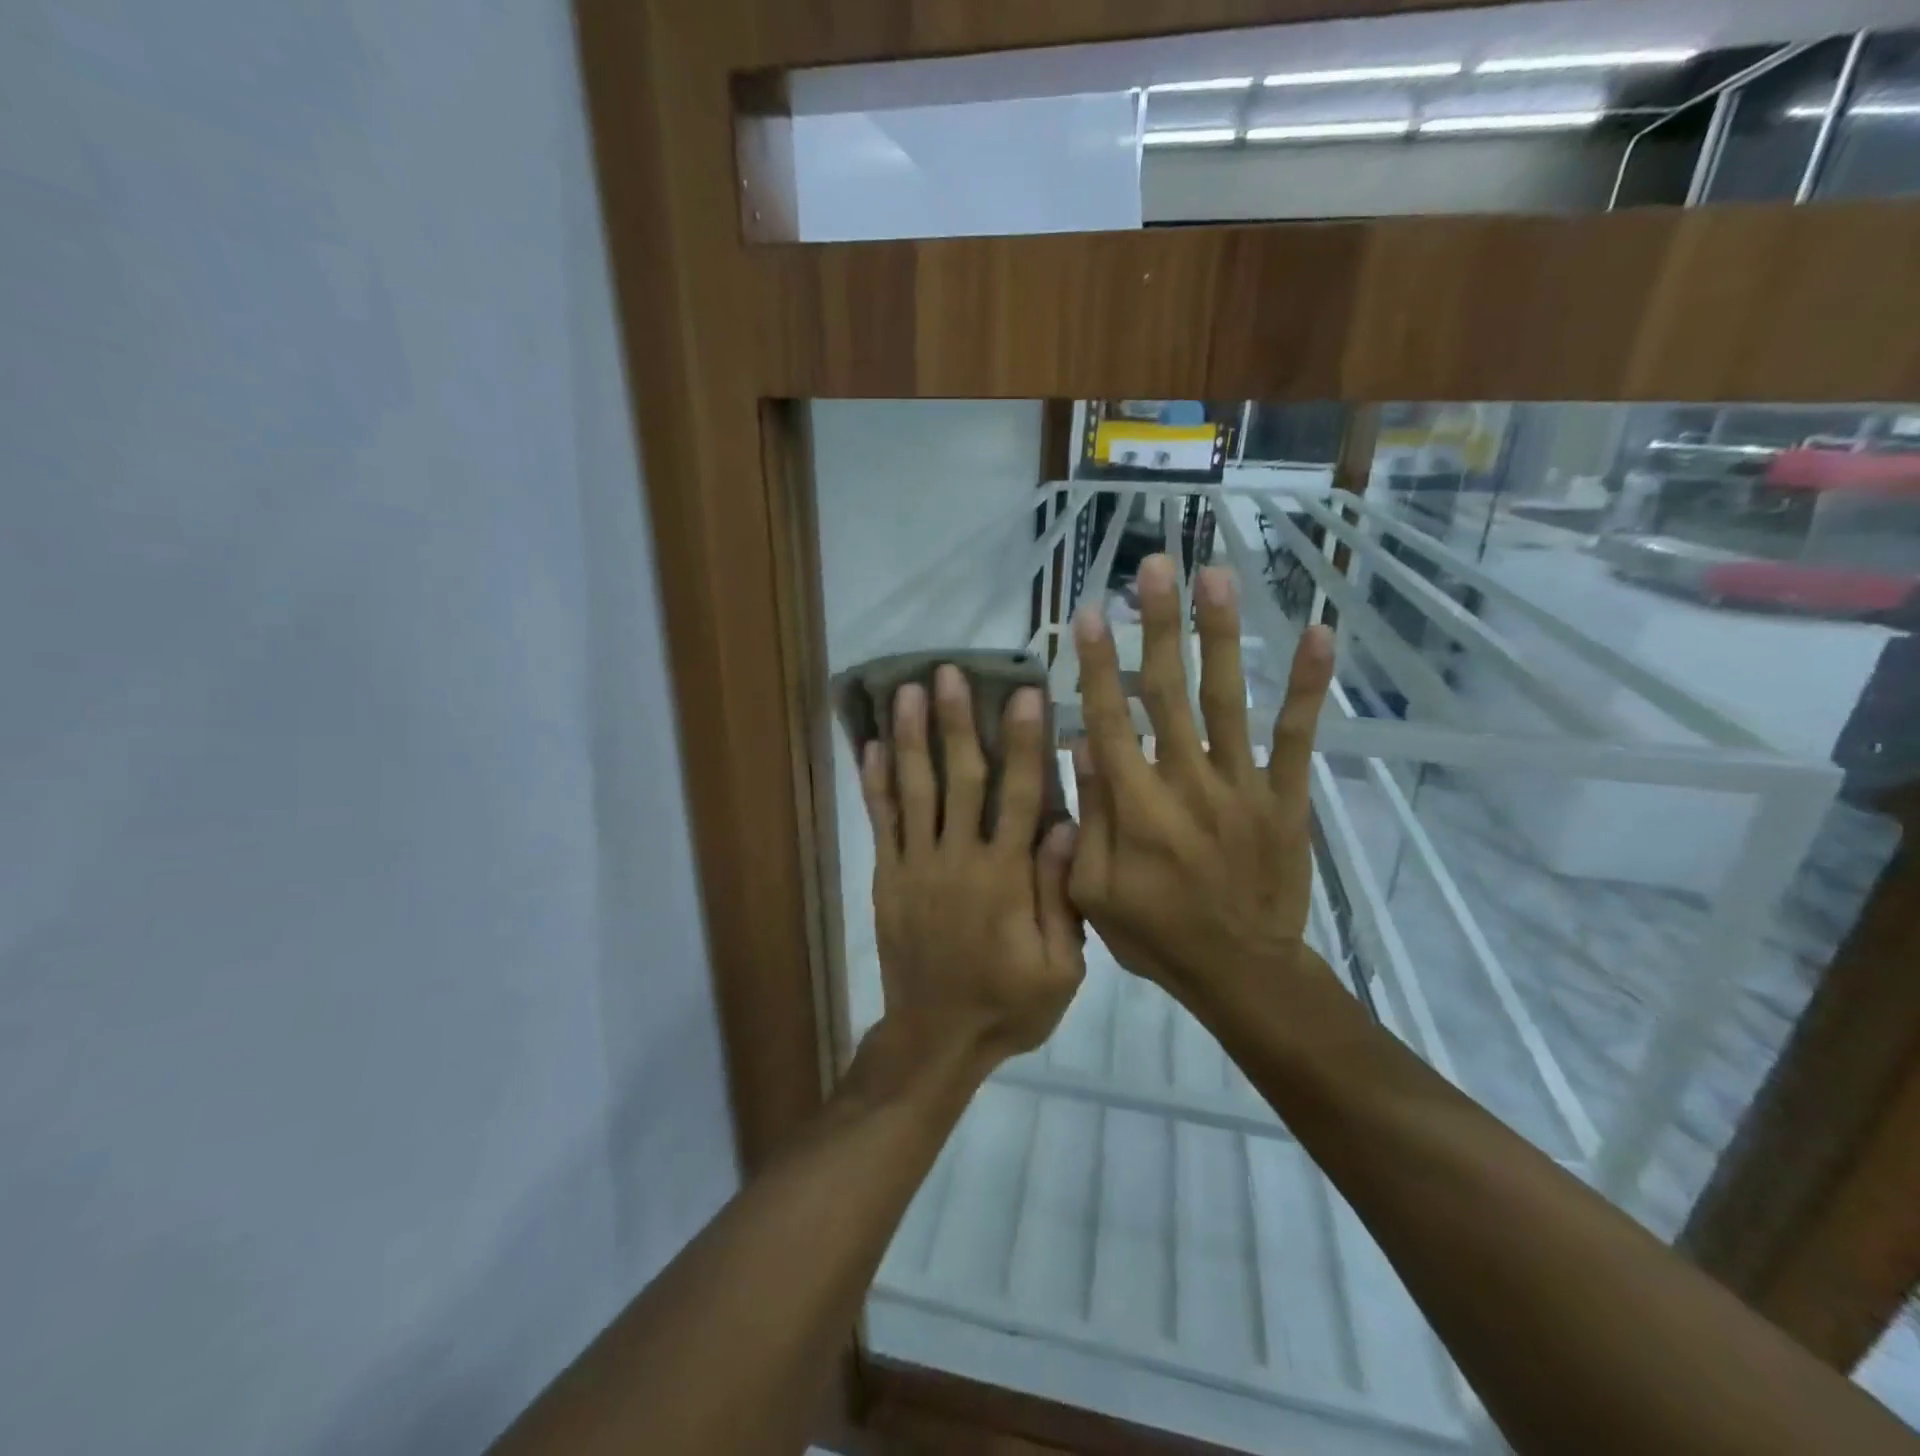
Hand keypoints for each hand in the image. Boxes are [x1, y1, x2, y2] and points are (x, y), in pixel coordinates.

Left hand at [859, 667, 1084, 1068]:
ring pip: (914, 791)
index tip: (1025, 695)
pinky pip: (881, 823)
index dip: (1024, 744)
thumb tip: (1064, 825)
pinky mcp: (888, 878)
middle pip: (959, 780)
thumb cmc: (1008, 1004)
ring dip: (911, 738)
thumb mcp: (1060, 967)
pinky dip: (876, 784)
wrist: (936, 1039)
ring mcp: (916, 866)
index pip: (1019, 796)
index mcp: (1006, 877)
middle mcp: (958, 859)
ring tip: (906, 691)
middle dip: (956, 723)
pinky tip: (872, 746)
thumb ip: (1060, 895)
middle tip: (949, 673)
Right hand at [1068, 555, 1336, 1010]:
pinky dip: (1307, 686)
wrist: (1242, 972)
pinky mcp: (1285, 796)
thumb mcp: (1093, 891)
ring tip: (1217, 576)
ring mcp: (1242, 784)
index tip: (1092, 611)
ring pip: (1227, 698)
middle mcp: (1187, 781)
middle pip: (1168, 691)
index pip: (1110, 719)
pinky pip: (1297, 736)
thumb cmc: (1156, 934)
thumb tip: (1081, 743)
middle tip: (1155, 565)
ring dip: (1221, 635)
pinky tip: (1319, 634)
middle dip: (1159, 625)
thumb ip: (1088, 816)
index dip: (1099, 663)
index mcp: (1136, 805)